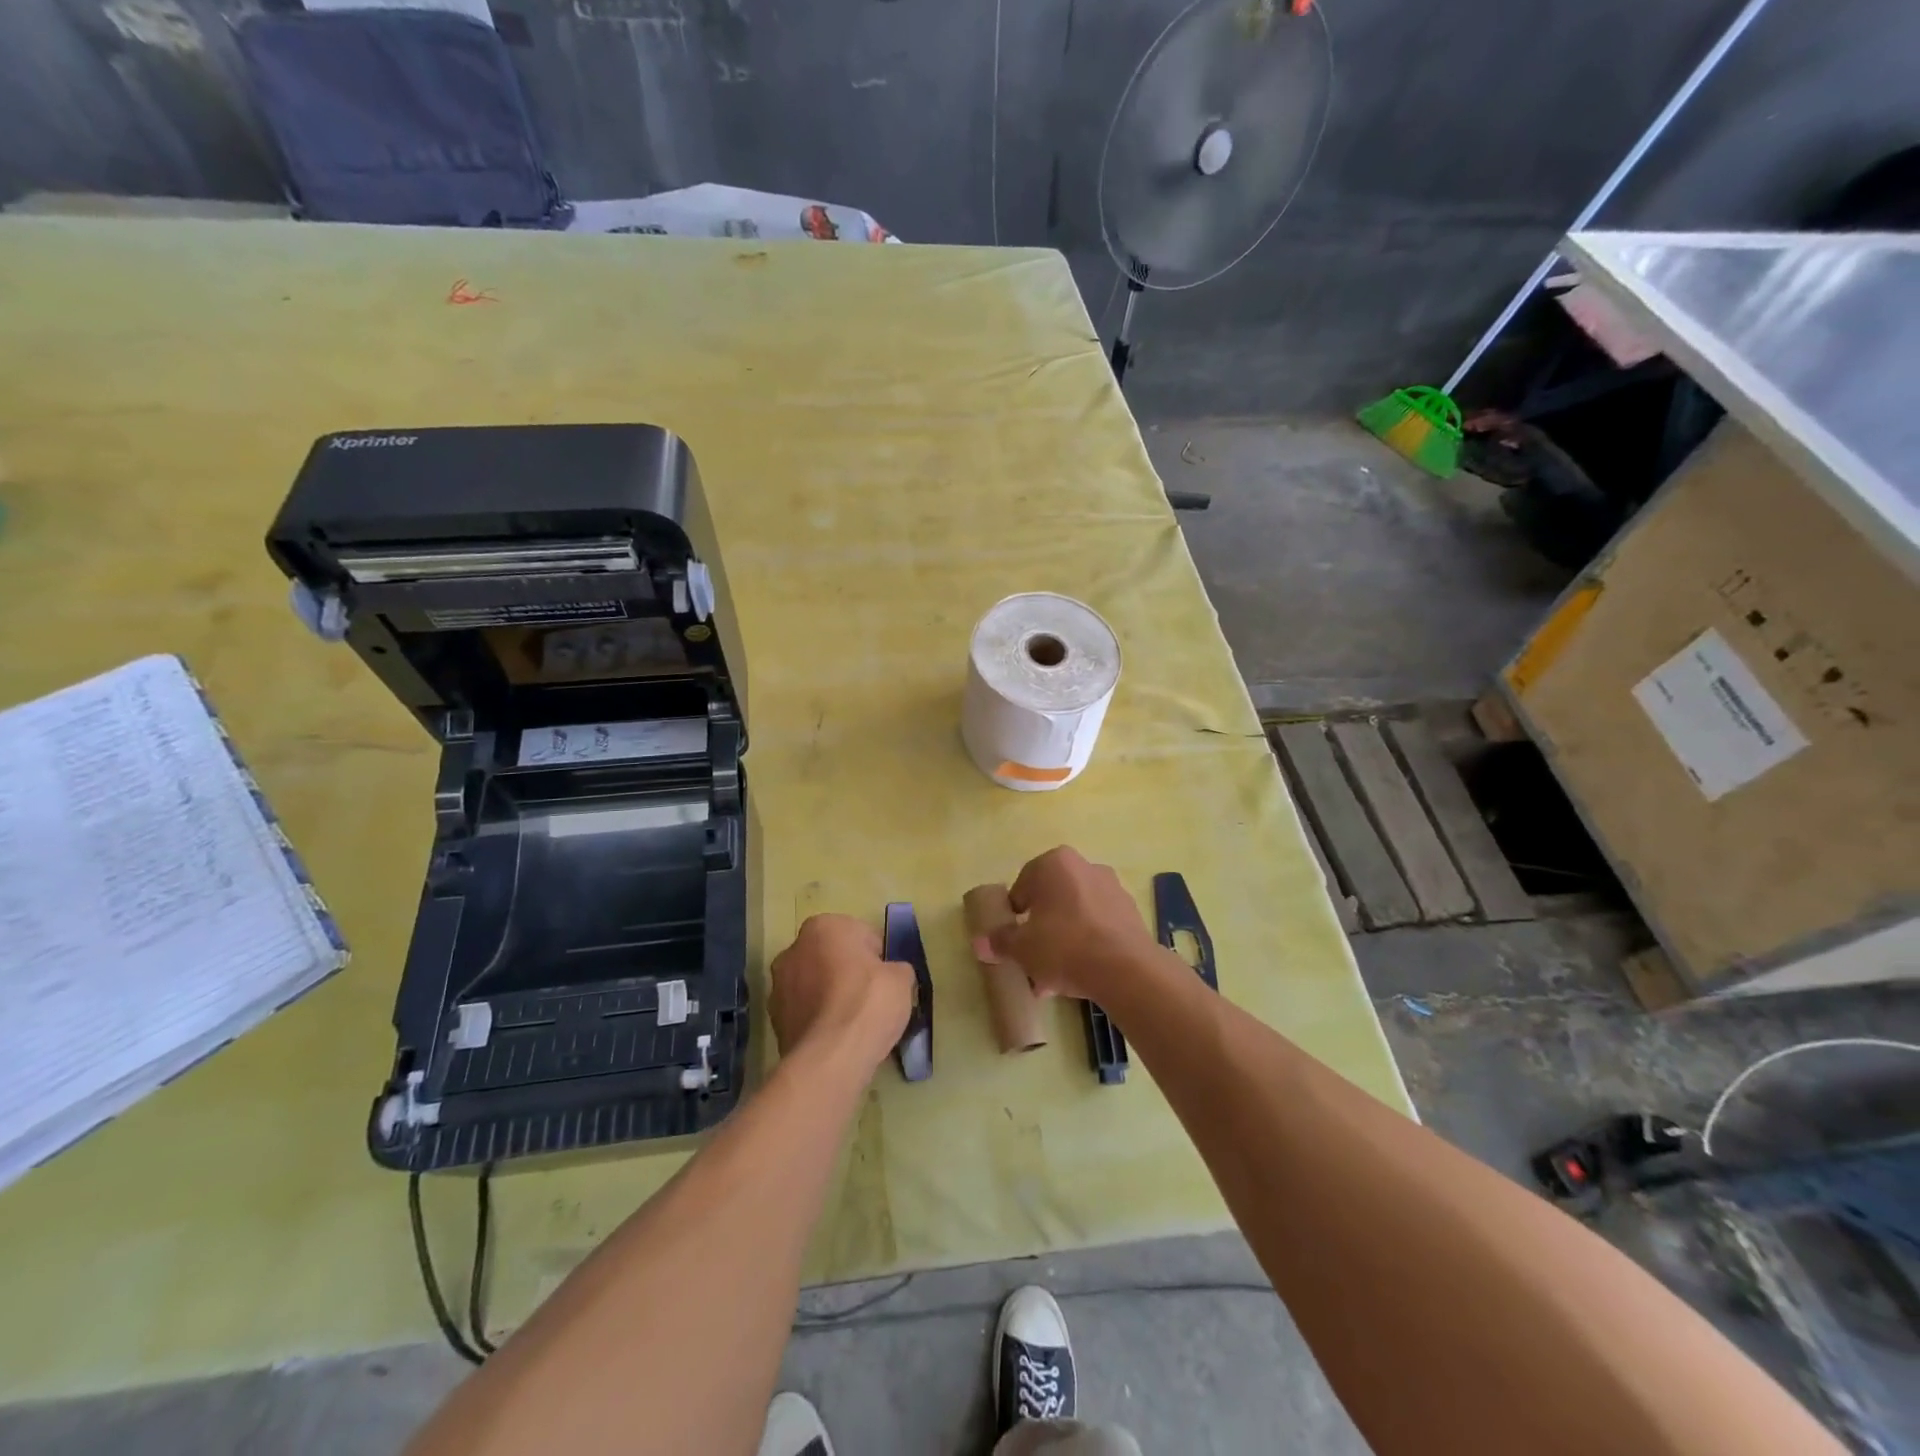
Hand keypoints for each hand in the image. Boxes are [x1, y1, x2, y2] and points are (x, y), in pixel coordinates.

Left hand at [769, 914, 915, 1074]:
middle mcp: (794, 949)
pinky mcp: (774, 1019)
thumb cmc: (868, 1003)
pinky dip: (819, 1020)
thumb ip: (896, 968)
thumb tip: (891, 974)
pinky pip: (805, 1012)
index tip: (886, 979)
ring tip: (854, 1023)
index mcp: (824, 927)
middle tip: (871, 999)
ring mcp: (778, 985)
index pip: (860, 935)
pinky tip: (837, 1038)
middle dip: (848, 973)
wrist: (830, 1057)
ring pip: (814, 984)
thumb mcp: (902, 979)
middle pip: (832, 957)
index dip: (877, 958)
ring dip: (830, 996)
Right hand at [988, 847, 1161, 1001]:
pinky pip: (1098, 926)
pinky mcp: (1130, 913)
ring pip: (1075, 914)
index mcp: (1054, 863)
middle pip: (1052, 899)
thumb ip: (1000, 941)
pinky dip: (1087, 944)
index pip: (1023, 885)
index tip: (1013, 939)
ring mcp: (1112, 888)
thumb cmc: (1064, 945)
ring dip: (1063, 939)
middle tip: (1032, 958)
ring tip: (1054, 977)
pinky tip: (1079, 974)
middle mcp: (1085, 867)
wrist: (1125, 969)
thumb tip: (981, 943)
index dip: (1015, 914)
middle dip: (1041, 928)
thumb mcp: (1022, 947)